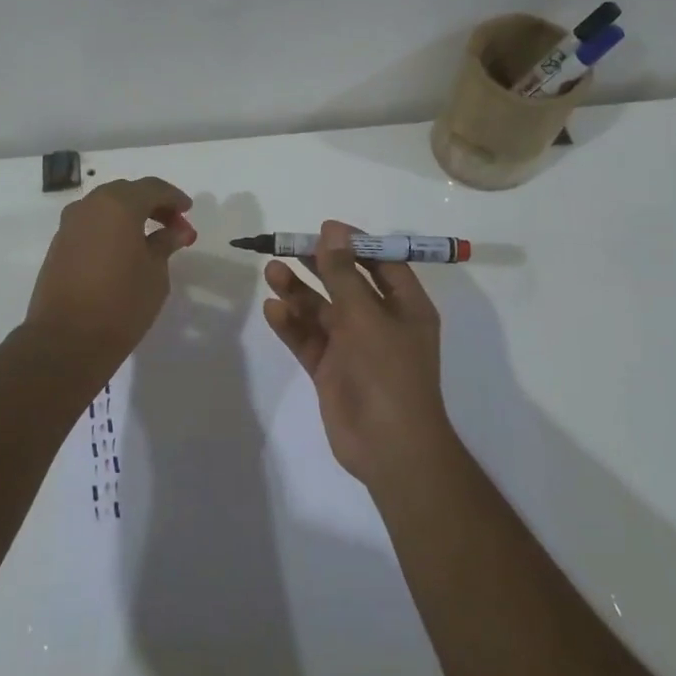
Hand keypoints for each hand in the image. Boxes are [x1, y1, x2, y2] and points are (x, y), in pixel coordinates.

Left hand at [24, 177, 196, 368]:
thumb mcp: (155, 273)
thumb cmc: (121, 303)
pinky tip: (124, 250)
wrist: (66, 340)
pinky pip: (91, 225)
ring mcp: (69, 225)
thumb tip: (175, 231)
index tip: (188, 211)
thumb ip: (165, 244)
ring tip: (150, 239)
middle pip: (126, 193)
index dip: (174, 198)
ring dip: (129, 216)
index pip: (152, 188)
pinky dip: (110, 229)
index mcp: (118, 205)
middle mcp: (89, 206)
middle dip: (152, 204)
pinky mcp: (58, 245)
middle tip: (173, 225)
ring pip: (105, 207)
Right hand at [262, 220, 454, 485]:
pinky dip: (292, 325)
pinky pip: (308, 339)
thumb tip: (332, 232)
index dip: (355, 244)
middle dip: (317, 264)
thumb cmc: (388, 373)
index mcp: (405, 307)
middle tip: (286, 246)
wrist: (388, 446)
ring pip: (321, 311)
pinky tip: (273, 310)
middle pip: (345, 283)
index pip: (382, 264)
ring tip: (270, 273)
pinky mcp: (330, 369)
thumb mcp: (367, 317)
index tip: (324, 229)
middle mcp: (379, 323)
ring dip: (298, 292)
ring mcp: (353, 347)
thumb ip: (344, 275)